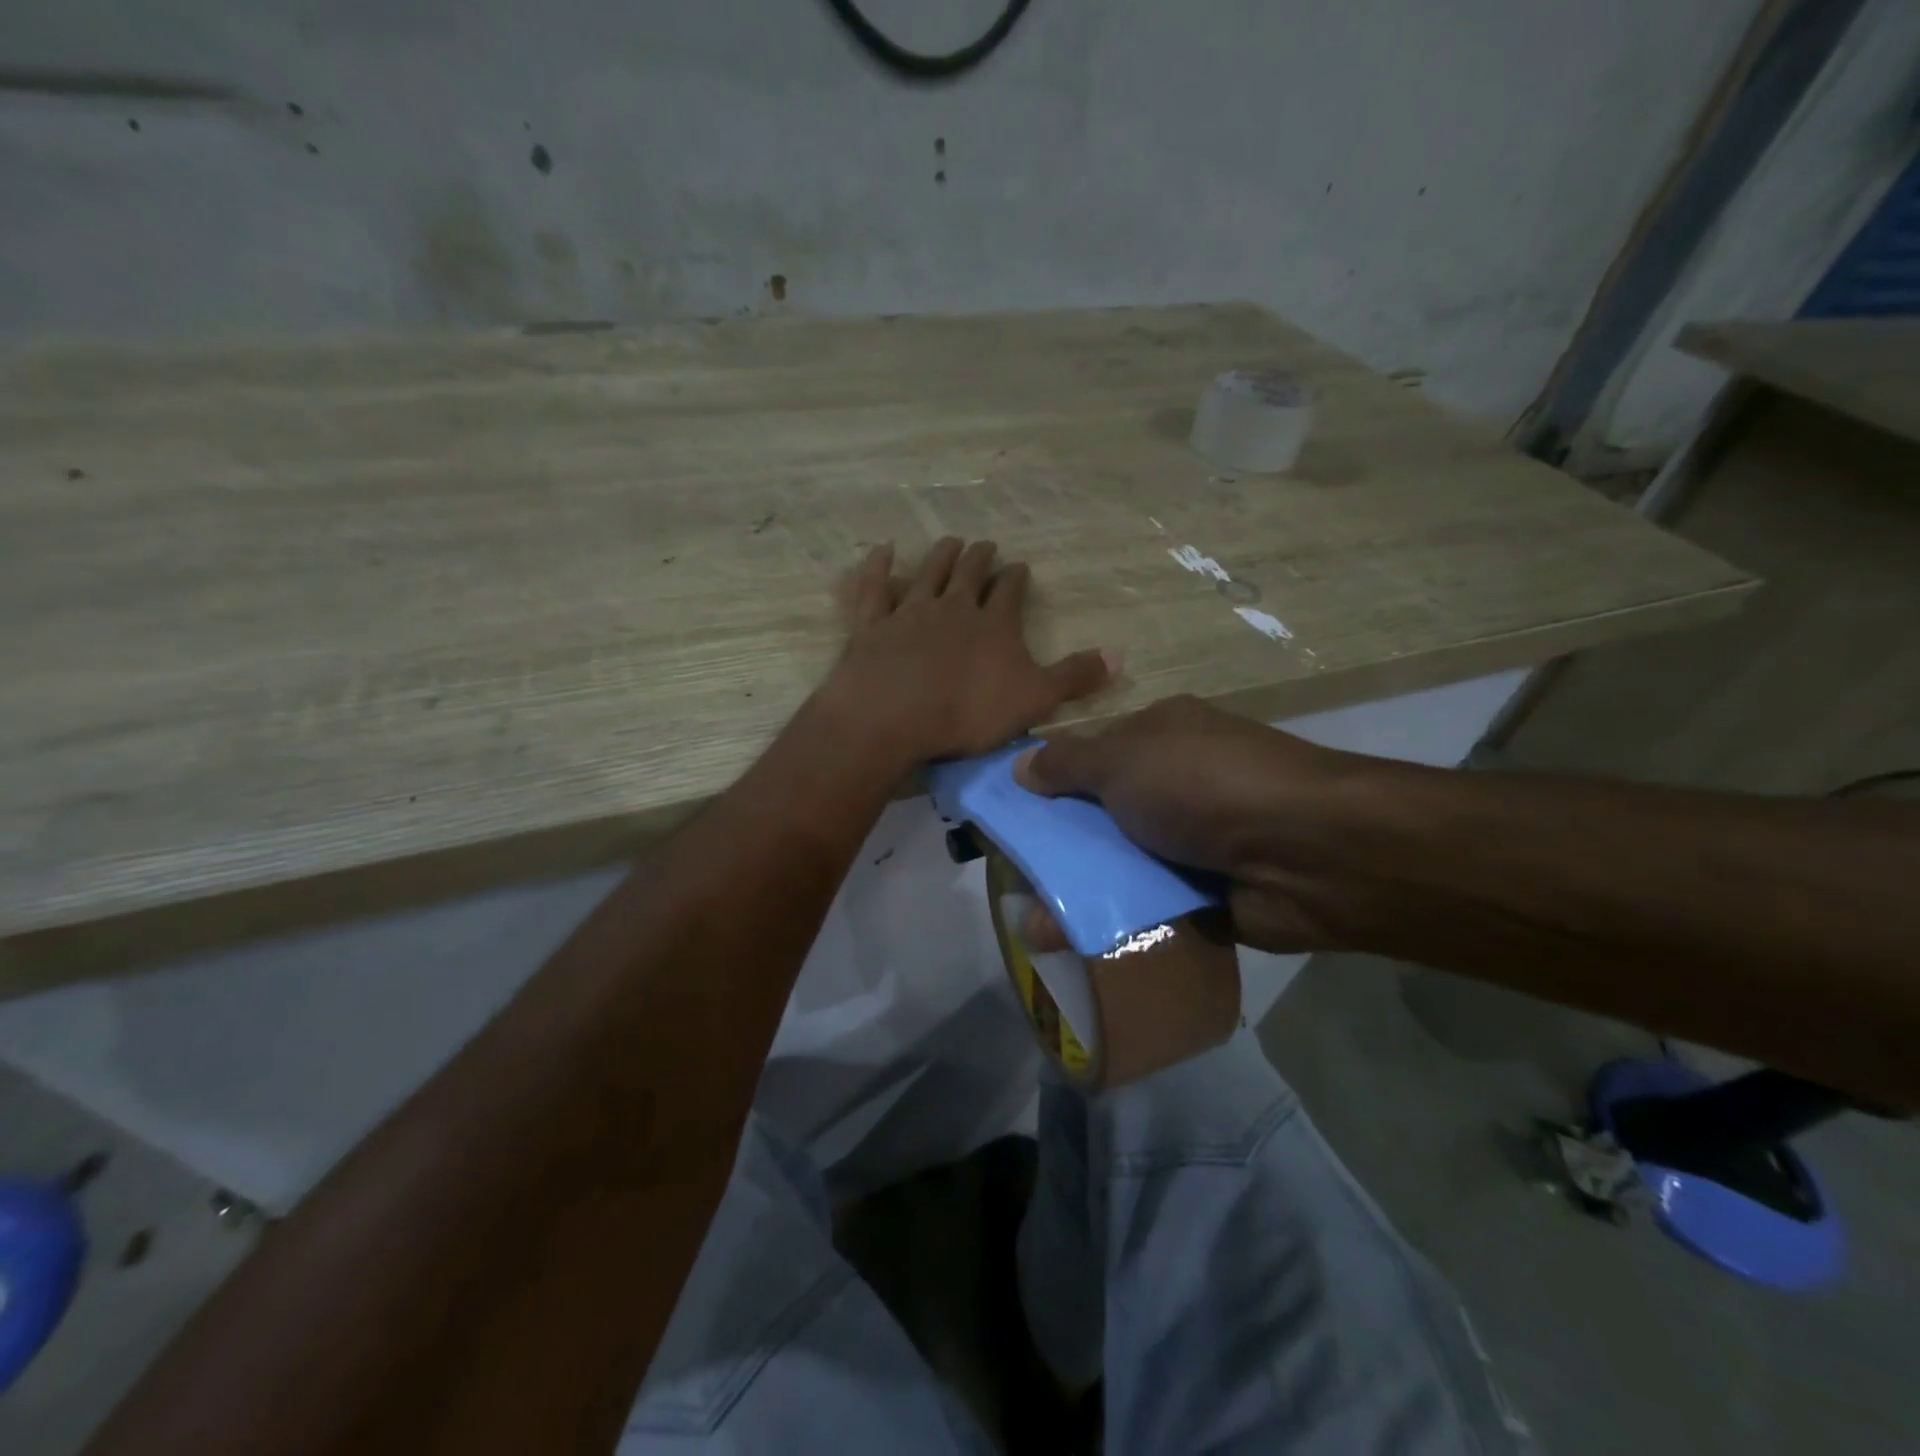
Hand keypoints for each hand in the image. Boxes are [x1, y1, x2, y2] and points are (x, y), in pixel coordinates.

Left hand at [822, 538, 1116, 766]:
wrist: (893, 716)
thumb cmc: (968, 712)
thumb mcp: (1034, 700)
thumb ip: (1074, 677)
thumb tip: (1120, 656)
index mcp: (994, 624)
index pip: (1010, 592)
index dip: (1016, 579)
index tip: (1020, 568)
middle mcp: (953, 607)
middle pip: (969, 573)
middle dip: (980, 558)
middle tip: (986, 545)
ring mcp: (910, 612)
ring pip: (929, 573)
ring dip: (941, 556)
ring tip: (950, 542)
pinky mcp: (872, 625)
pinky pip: (875, 588)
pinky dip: (878, 567)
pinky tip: (882, 550)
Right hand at [1014, 695, 1367, 951]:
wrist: (1306, 853)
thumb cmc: (1203, 785)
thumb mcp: (1123, 760)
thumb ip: (1067, 764)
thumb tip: (1019, 765)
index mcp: (1161, 736)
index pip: (1091, 755)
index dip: (1048, 783)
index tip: (1009, 817)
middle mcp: (1177, 783)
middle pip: (1102, 815)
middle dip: (1060, 847)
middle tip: (1016, 879)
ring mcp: (1194, 839)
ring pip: (1122, 865)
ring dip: (1082, 892)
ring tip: (1035, 927)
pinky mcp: (1206, 891)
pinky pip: (1149, 905)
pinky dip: (1117, 921)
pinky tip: (1075, 944)